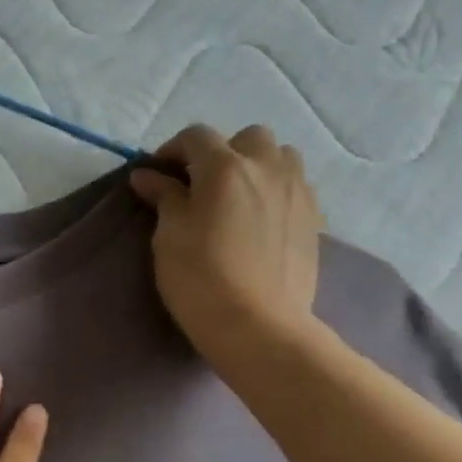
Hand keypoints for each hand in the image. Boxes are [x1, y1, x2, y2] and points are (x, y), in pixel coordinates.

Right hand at [129, 124, 323, 359]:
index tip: (157, 176)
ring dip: (256, 166)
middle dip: (221, 152)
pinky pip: (295, 185)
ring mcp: (296, 191)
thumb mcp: (169, 236)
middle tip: (200, 185)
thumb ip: (164, 197)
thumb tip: (148, 175)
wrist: (256, 324)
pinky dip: (275, 189)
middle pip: (247, 138)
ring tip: (237, 196)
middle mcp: (266, 168)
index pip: (196, 137)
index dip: (172, 150)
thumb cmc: (199, 278)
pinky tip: (258, 218)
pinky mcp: (313, 218)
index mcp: (225, 168)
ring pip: (280, 156)